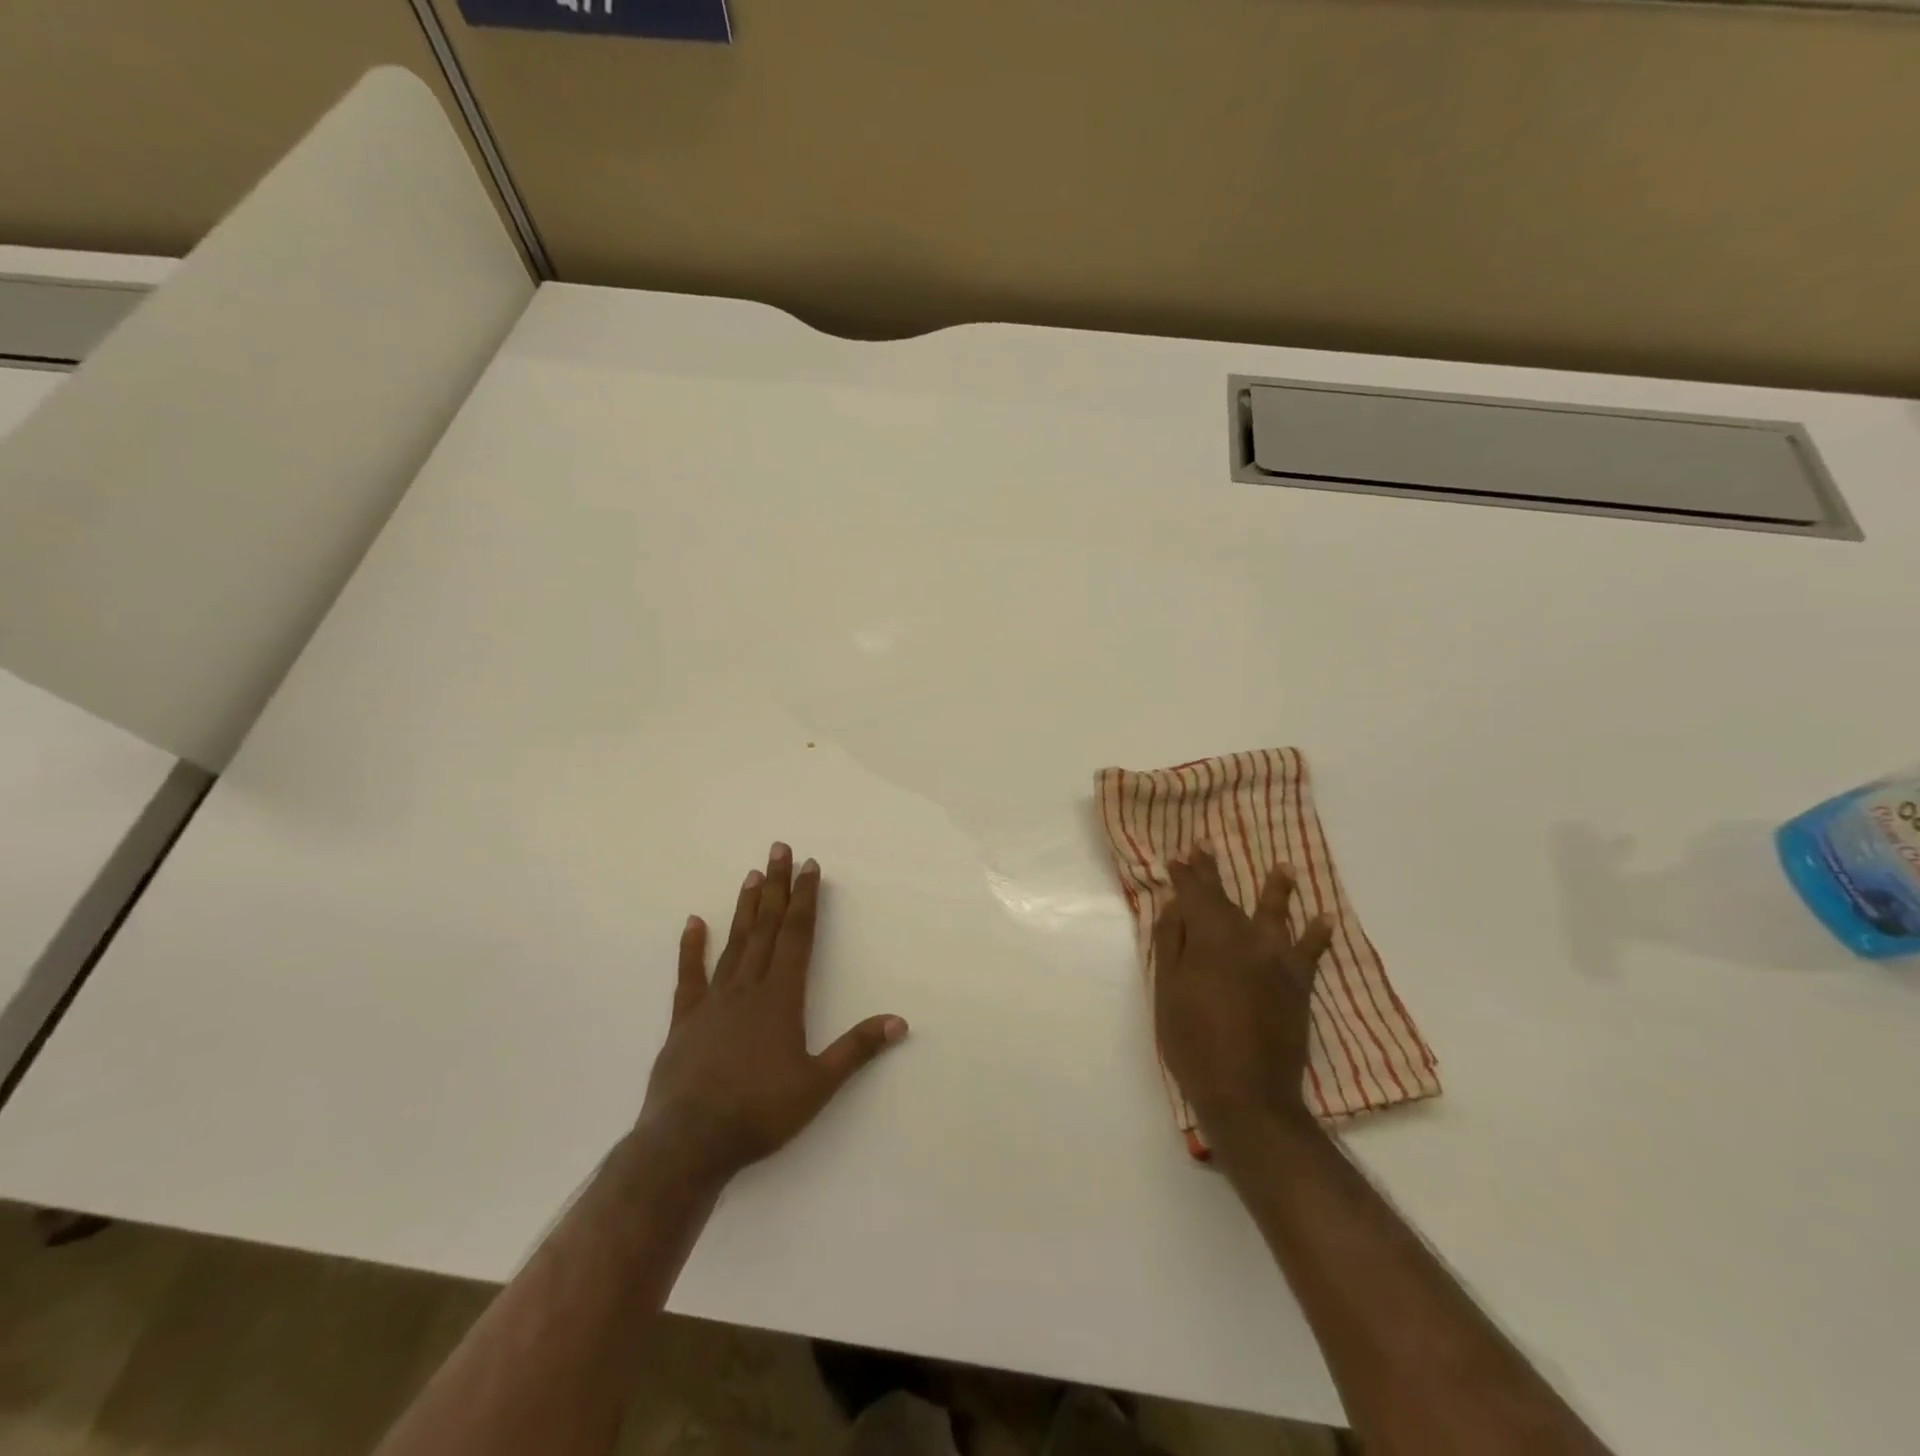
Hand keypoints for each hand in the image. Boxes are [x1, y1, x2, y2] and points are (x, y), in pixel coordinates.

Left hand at [638, 844, 907, 1185]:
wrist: (689, 1143)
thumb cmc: (759, 1112)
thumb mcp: (818, 1084)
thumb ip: (857, 1049)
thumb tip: (900, 1021)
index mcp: (782, 997)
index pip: (798, 935)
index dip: (806, 899)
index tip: (810, 866)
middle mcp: (748, 988)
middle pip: (767, 927)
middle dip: (777, 887)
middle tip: (780, 849)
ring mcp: (713, 1001)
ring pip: (734, 943)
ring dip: (746, 908)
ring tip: (753, 875)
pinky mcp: (685, 1020)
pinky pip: (689, 976)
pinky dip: (692, 948)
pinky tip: (694, 922)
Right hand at [1153, 847, 1332, 1146]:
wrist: (1247, 1092)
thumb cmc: (1193, 1040)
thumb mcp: (1167, 989)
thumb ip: (1171, 942)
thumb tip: (1175, 904)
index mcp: (1210, 937)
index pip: (1195, 894)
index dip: (1186, 875)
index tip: (1178, 857)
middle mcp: (1246, 939)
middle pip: (1227, 899)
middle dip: (1213, 874)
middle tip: (1205, 848)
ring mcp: (1277, 960)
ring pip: (1275, 914)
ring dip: (1276, 889)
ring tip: (1283, 868)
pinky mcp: (1298, 985)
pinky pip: (1311, 952)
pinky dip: (1318, 934)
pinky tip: (1325, 919)